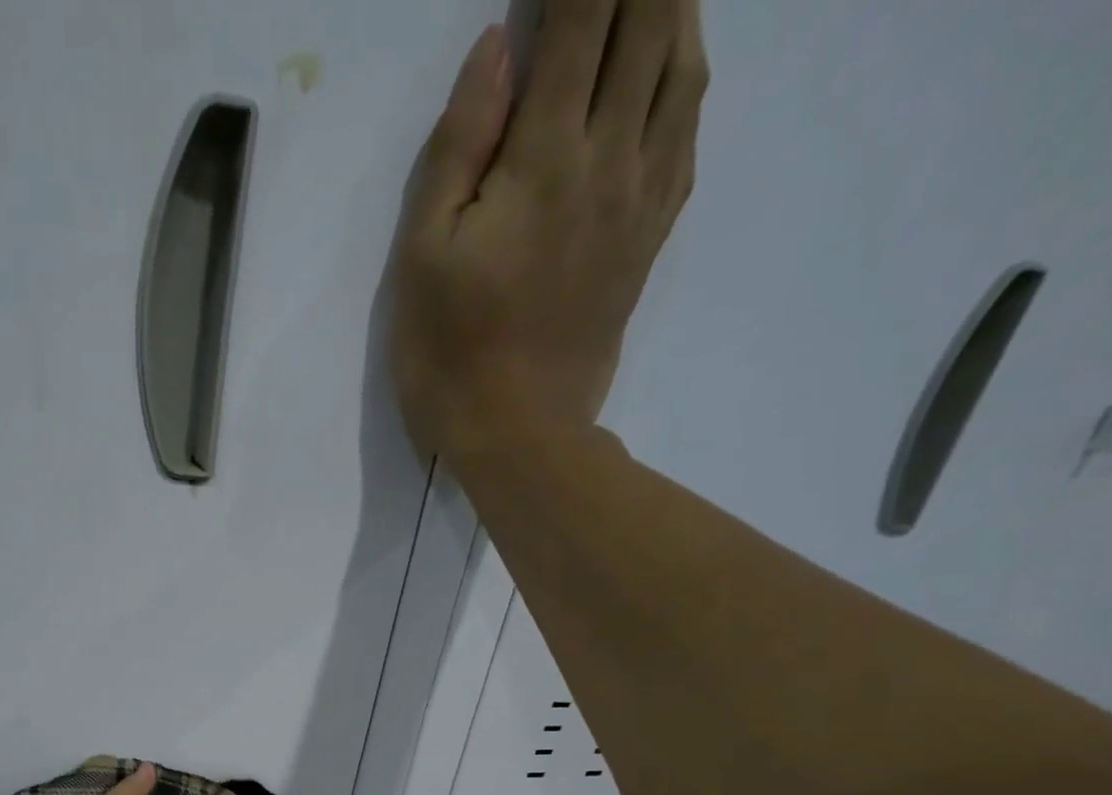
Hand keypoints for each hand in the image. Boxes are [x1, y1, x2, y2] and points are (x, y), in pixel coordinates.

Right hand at [392, 1, 708, 460]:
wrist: (520, 435)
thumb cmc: (450, 356)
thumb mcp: (422, 259)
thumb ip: (457, 150)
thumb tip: (495, 48)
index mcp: (543, 159)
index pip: (579, 19)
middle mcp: (609, 158)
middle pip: (646, 25)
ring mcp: (641, 198)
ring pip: (682, 66)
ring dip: (673, 8)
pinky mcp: (650, 237)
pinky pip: (689, 131)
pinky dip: (688, 75)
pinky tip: (677, 65)